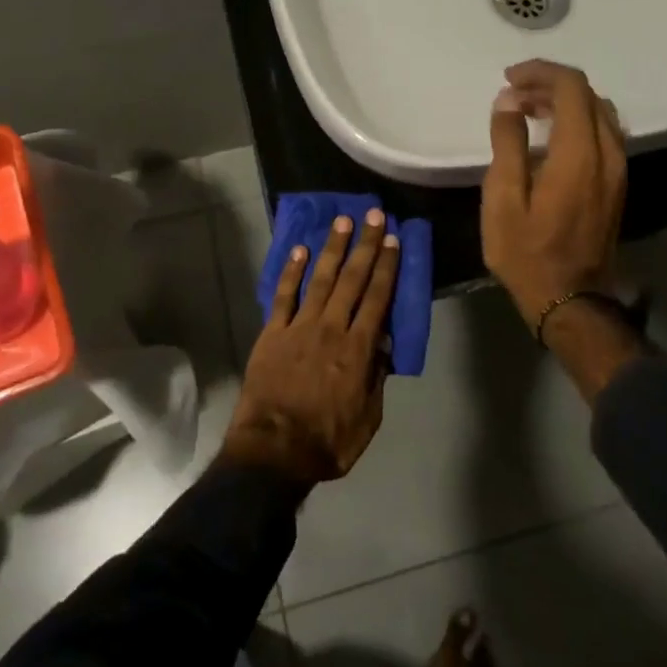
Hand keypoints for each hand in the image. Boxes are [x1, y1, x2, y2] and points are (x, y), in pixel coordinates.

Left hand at [221, 209, 399, 486]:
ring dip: (332, 248)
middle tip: (374, 215)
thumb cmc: (327, 441)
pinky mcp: (272, 332)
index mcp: (358, 349)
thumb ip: (376, 377)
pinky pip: (283, 296)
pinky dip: (292, 271)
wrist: (273, 451)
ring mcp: (299, 327)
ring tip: (342, 221)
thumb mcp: (368, 418)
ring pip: (320, 278)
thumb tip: (383, 342)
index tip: (394, 240)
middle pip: (352, 279)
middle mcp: (331, 328)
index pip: (377, 298)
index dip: (387, 267)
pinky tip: (300, 250)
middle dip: (366, 245)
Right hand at [481, 60, 626, 329]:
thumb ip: (507, 143)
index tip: (509, 79)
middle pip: (587, 95)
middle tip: (512, 96)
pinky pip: (603, 133)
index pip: (571, 87)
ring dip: (564, 102)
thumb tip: (508, 101)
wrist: (570, 300)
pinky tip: (549, 136)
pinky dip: (576, 121)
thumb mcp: (502, 198)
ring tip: (527, 111)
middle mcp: (608, 153)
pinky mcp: (617, 184)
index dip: (540, 72)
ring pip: (599, 113)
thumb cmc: (527, 252)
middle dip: (549, 85)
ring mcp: (618, 170)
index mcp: (579, 154)